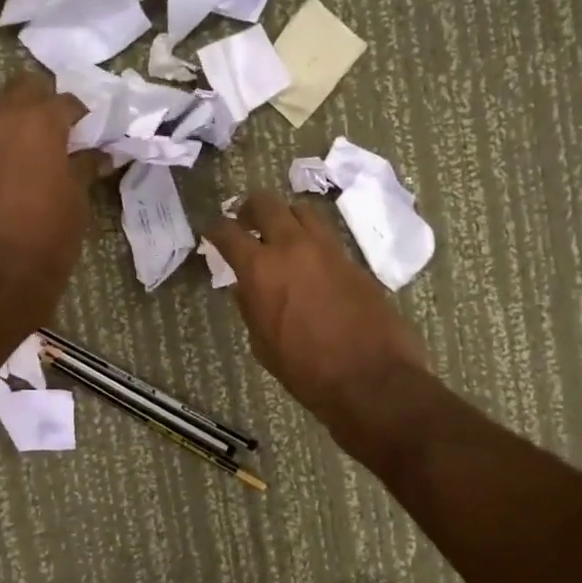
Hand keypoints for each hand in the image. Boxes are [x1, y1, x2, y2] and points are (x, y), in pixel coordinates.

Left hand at [0, 72, 100, 314]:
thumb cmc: (48, 238)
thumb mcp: (77, 201)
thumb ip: (85, 167)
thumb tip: (98, 154)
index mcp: (38, 121)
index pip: (68, 102)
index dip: (85, 119)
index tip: (94, 137)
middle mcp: (1, 118)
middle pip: (25, 88)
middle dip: (46, 104)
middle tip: (64, 136)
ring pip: (0, 110)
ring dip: (21, 122)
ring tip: (41, 155)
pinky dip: (3, 144)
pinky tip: (17, 173)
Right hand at [204, 191, 429, 437]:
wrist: (370, 379)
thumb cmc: (306, 371)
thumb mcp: (263, 344)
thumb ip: (251, 306)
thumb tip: (246, 286)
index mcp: (261, 270)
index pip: (228, 232)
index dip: (214, 229)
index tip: (211, 232)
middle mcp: (292, 247)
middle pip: (266, 203)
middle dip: (249, 209)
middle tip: (245, 223)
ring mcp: (327, 249)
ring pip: (301, 210)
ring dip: (285, 217)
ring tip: (281, 236)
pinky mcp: (353, 260)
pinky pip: (326, 235)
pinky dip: (311, 239)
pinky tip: (309, 261)